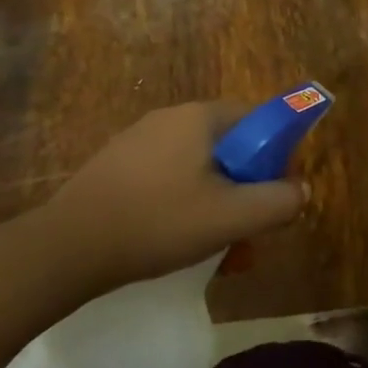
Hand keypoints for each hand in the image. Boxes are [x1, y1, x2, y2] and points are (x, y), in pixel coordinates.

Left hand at [34, 102, 309, 291]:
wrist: (67, 247)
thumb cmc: (158, 222)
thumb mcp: (231, 217)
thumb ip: (278, 202)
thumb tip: (300, 191)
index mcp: (200, 117)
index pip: (259, 120)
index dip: (277, 156)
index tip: (274, 194)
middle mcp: (170, 118)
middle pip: (230, 147)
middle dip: (245, 189)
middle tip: (246, 231)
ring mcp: (138, 141)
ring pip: (198, 169)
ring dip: (217, 204)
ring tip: (216, 250)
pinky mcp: (117, 167)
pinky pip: (168, 179)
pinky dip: (184, 206)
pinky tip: (177, 242)